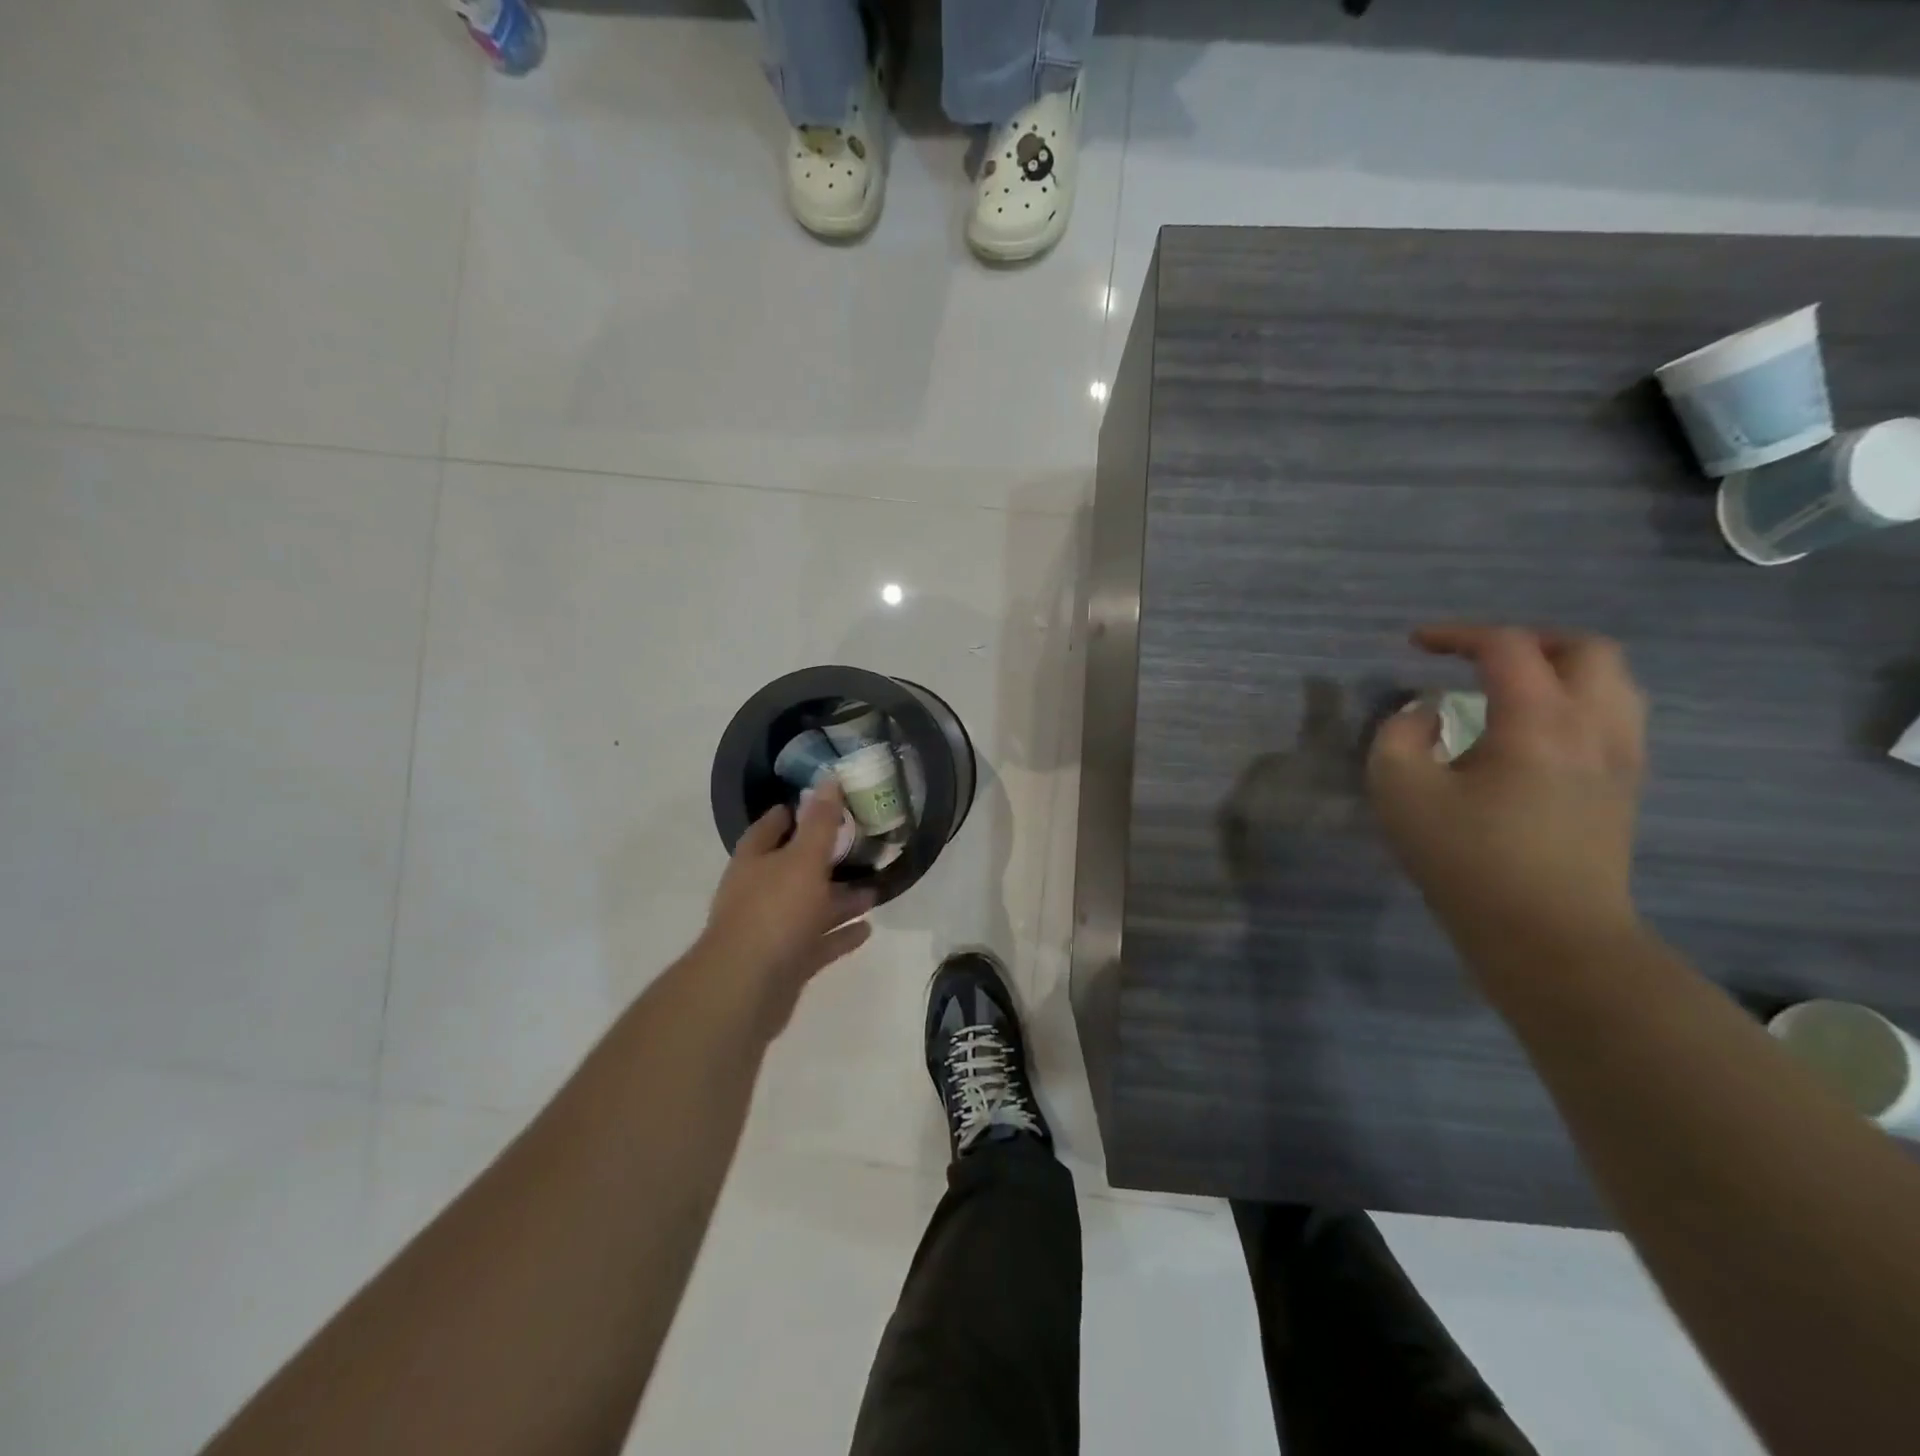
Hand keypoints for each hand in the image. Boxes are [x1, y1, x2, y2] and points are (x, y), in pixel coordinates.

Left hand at [699, 782, 874, 1023]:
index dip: (793, 813)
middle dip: (826, 860)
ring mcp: (771, 931)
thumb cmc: (774, 912)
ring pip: (810, 908)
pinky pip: (818, 943)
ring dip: (841, 900)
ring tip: (876, 891)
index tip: (823, 803)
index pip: (771, 827)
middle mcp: (758, 893)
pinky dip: (840, 936)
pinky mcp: (785, 963)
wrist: (746, 988)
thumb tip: (829, 779)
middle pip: (794, 869)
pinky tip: (868, 930)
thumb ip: (820, 822)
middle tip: (862, 849)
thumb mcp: (803, 859)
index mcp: (755, 862)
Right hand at [1367, 625, 1648, 958]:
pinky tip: (1537, 731)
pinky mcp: (1626, 788)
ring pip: (1613, 681)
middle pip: (1585, 649)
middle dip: (1526, 641)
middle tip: (1478, 658)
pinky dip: (1577, 702)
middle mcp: (1594, 726)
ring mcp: (1621, 758)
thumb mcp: (1400, 791)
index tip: (1414, 645)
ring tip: (1511, 688)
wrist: (1549, 936)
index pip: (1507, 647)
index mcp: (1539, 721)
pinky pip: (1616, 716)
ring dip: (1560, 669)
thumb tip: (1426, 714)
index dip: (1457, 635)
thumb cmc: (1467, 860)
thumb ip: (1400, 735)